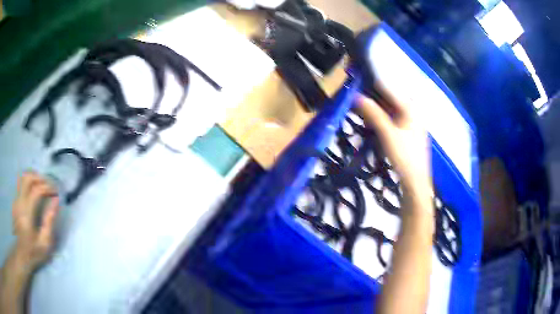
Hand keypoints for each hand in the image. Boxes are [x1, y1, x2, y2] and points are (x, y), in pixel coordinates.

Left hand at [11, 171, 59, 270]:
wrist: (22, 254)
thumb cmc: (34, 251)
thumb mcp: (45, 243)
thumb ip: (49, 221)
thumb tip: (55, 201)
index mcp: (27, 213)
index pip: (36, 190)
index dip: (47, 188)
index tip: (55, 192)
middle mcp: (19, 202)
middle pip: (27, 178)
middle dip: (39, 178)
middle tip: (48, 186)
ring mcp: (16, 200)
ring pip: (23, 178)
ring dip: (33, 178)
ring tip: (41, 186)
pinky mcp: (15, 201)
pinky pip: (20, 184)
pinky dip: (28, 183)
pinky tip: (33, 192)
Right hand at [354, 91, 431, 211]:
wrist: (416, 182)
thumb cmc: (405, 157)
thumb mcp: (388, 134)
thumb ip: (374, 114)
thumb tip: (356, 96)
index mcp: (410, 108)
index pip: (387, 89)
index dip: (370, 84)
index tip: (354, 80)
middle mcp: (412, 111)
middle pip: (389, 98)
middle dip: (371, 96)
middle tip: (352, 96)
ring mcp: (410, 122)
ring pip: (389, 109)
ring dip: (374, 108)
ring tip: (357, 106)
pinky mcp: (407, 132)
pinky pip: (392, 119)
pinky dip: (380, 118)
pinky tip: (370, 120)